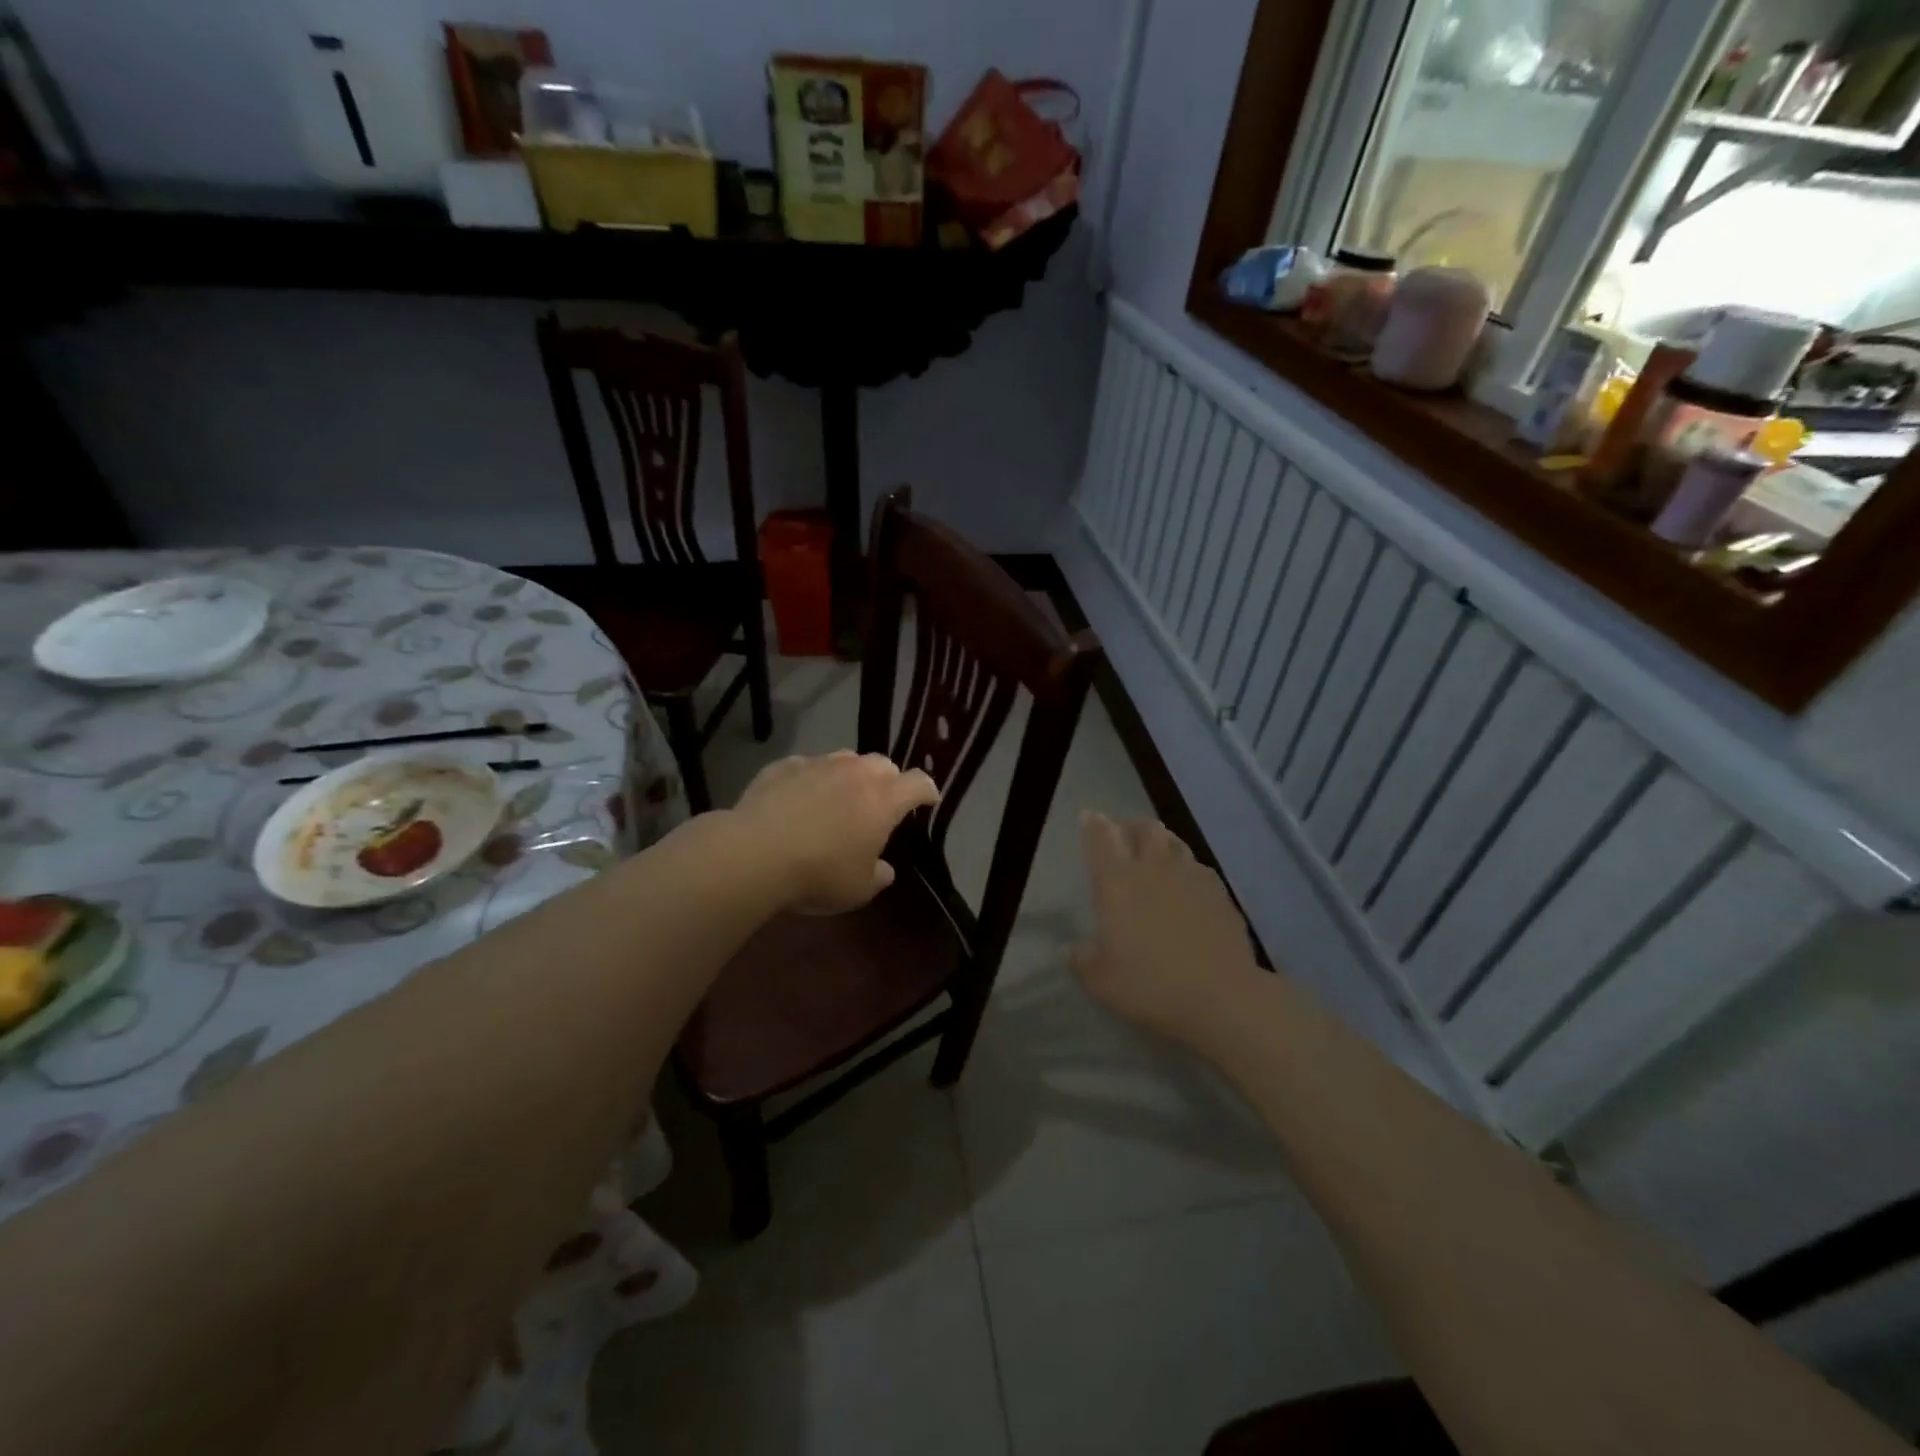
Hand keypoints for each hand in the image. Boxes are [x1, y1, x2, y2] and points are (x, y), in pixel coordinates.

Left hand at [733, 751, 939, 914]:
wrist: (754, 854)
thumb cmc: (819, 874)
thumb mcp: (858, 890)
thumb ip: (878, 876)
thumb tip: (884, 869)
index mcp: (883, 800)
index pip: (918, 783)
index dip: (927, 791)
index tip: (929, 800)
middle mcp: (855, 773)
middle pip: (884, 764)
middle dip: (888, 780)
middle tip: (880, 803)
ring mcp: (818, 764)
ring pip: (845, 759)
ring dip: (850, 774)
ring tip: (840, 796)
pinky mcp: (783, 766)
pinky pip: (806, 766)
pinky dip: (811, 778)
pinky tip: (799, 797)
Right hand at [1072, 812, 1263, 1045]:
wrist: (1222, 997)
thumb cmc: (1152, 986)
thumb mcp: (1103, 982)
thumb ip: (1084, 961)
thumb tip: (1074, 950)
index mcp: (1117, 883)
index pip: (1101, 838)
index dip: (1093, 824)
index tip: (1089, 816)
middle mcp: (1153, 868)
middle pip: (1144, 828)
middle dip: (1131, 826)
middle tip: (1124, 836)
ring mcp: (1191, 877)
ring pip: (1175, 842)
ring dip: (1162, 843)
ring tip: (1156, 856)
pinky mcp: (1220, 893)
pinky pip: (1199, 868)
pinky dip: (1187, 869)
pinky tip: (1187, 887)